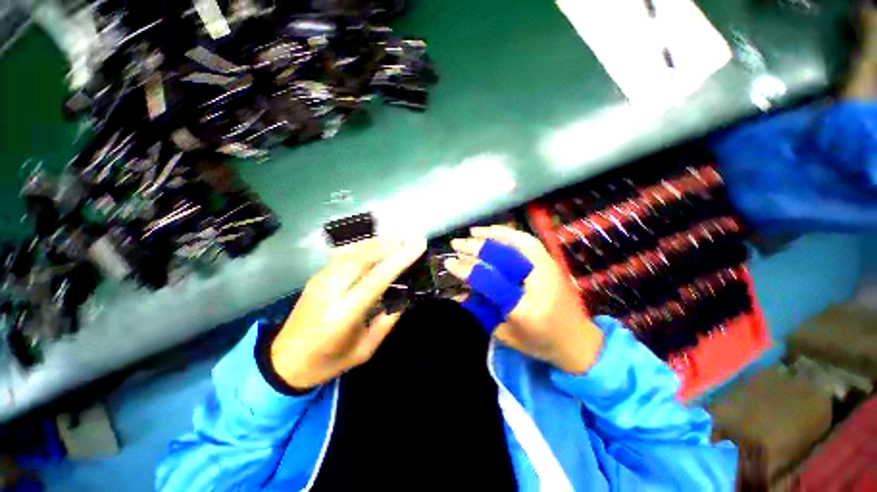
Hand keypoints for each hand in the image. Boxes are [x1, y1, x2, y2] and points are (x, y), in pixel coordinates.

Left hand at [271, 237, 426, 389]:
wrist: (284, 361)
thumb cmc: (328, 361)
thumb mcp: (365, 349)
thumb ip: (387, 320)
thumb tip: (405, 296)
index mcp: (345, 312)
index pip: (378, 276)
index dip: (400, 258)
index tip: (419, 245)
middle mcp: (331, 289)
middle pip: (365, 256)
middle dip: (391, 245)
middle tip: (411, 242)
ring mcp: (321, 279)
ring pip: (355, 250)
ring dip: (379, 243)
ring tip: (398, 242)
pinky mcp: (317, 276)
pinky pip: (346, 254)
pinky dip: (365, 246)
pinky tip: (377, 247)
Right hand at [445, 226, 602, 373]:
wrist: (578, 341)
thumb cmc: (540, 343)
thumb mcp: (505, 334)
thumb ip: (481, 313)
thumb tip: (457, 294)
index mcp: (525, 308)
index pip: (490, 281)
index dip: (467, 270)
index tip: (449, 263)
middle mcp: (539, 282)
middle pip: (503, 256)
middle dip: (476, 248)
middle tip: (456, 244)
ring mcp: (549, 268)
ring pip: (518, 242)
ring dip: (492, 234)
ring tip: (472, 232)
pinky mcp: (551, 262)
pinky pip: (528, 241)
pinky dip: (509, 233)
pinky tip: (495, 231)